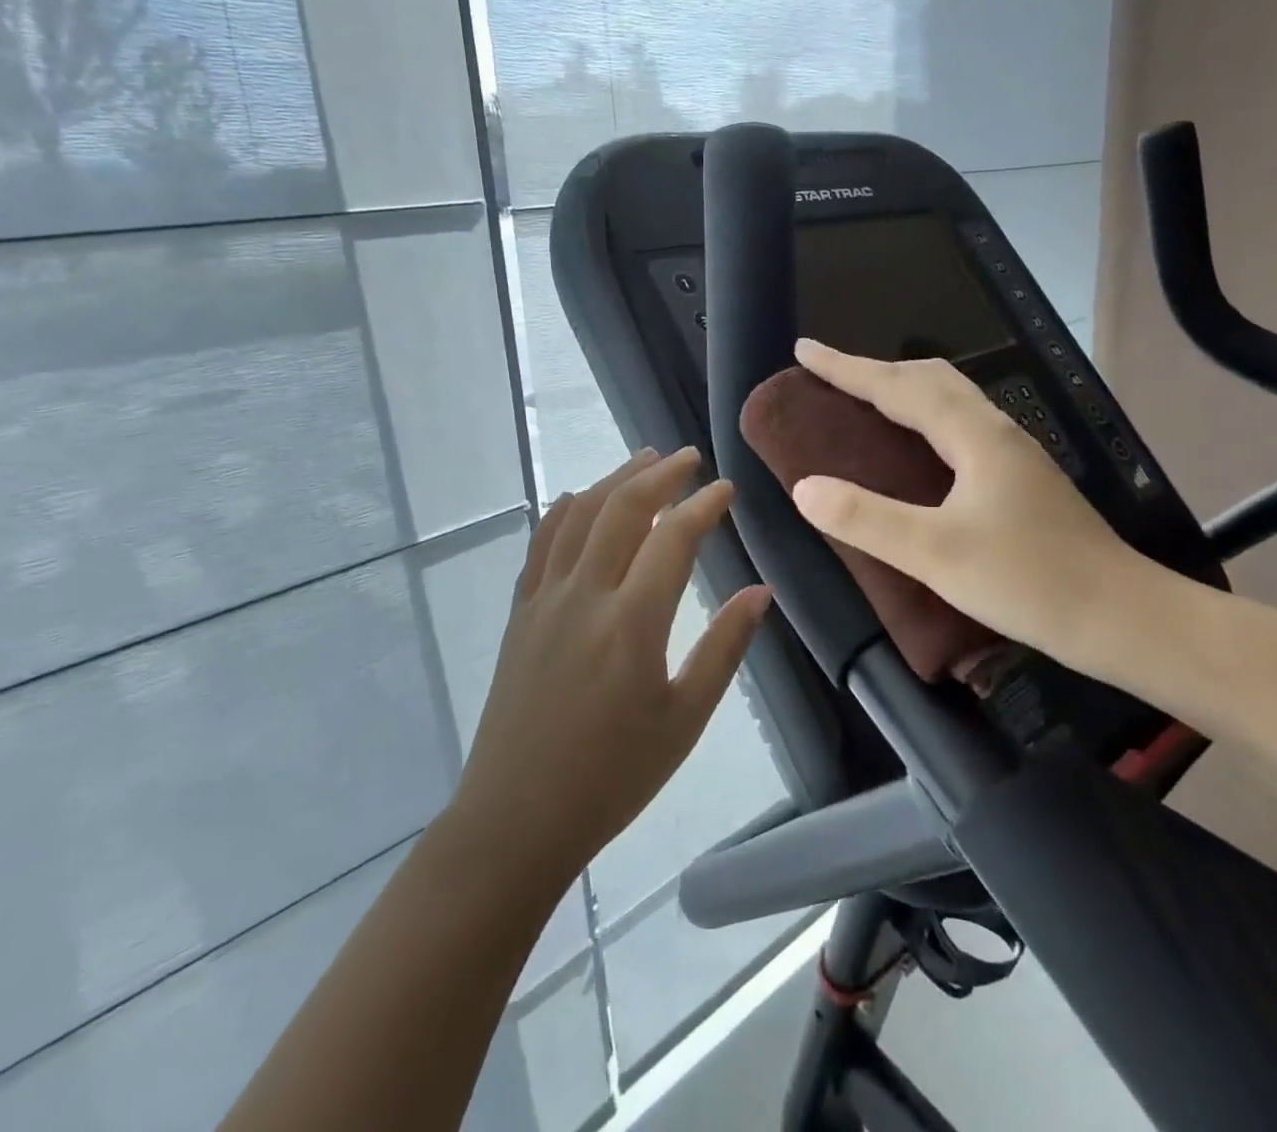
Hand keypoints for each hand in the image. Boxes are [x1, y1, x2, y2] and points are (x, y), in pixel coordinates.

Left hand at [454, 447, 772, 885]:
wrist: (516, 818)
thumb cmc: (612, 777)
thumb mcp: (684, 720)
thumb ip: (724, 649)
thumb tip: (760, 592)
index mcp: (632, 623)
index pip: (673, 538)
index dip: (703, 505)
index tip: (726, 489)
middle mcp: (585, 595)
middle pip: (621, 510)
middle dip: (658, 475)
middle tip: (686, 457)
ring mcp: (544, 600)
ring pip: (578, 516)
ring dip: (613, 481)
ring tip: (642, 460)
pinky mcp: (520, 613)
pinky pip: (541, 544)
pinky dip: (562, 511)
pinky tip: (575, 499)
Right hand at [788, 339, 1166, 678]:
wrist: (1124, 618)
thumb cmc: (1029, 581)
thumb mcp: (937, 553)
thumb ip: (867, 519)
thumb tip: (804, 488)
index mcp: (975, 437)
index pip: (898, 387)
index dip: (846, 368)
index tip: (804, 350)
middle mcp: (997, 433)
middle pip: (930, 379)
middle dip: (875, 370)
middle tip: (831, 376)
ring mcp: (1014, 456)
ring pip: (950, 401)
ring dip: (903, 390)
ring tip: (865, 402)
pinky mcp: (1021, 481)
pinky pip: (959, 426)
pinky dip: (923, 418)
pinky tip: (917, 449)